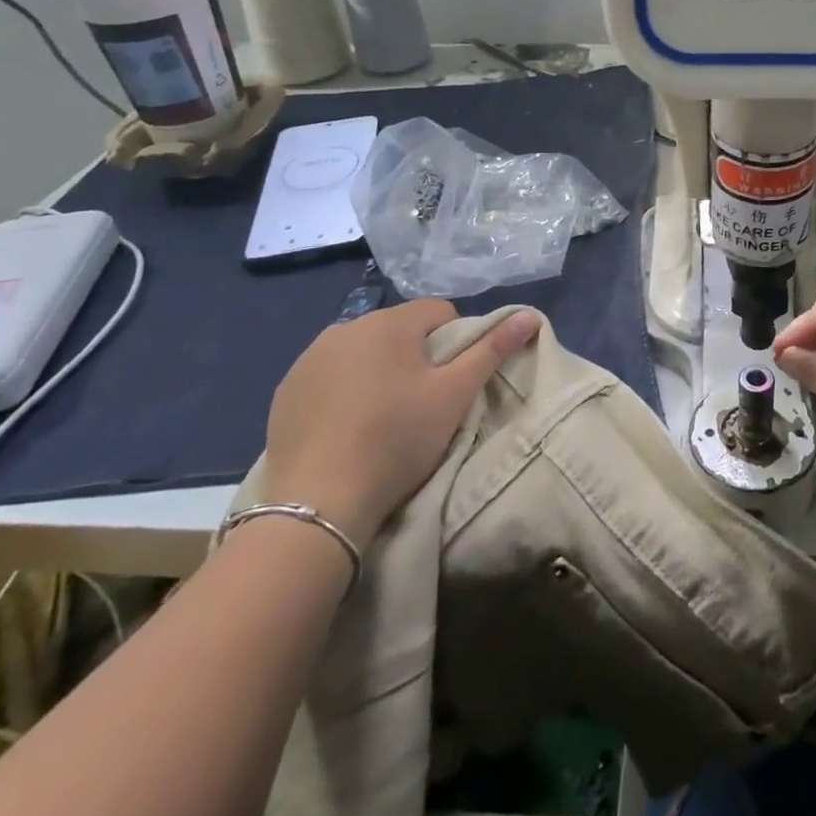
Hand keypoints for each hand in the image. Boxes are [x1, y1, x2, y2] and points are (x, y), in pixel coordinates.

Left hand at [259, 301, 538, 546]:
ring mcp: (309, 358)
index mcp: (389, 323)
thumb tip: (529, 315)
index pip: (439, 312)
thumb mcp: (455, 395)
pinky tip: (347, 426)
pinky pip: (329, 375)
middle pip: (399, 330)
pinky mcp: (286, 389)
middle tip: (421, 403)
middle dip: (415, 356)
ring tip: (382, 417)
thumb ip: (493, 349)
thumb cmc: (398, 439)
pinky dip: (344, 389)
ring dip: (378, 370)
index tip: (451, 383)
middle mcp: (345, 327)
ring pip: (362, 351)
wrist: (320, 502)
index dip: (455, 342)